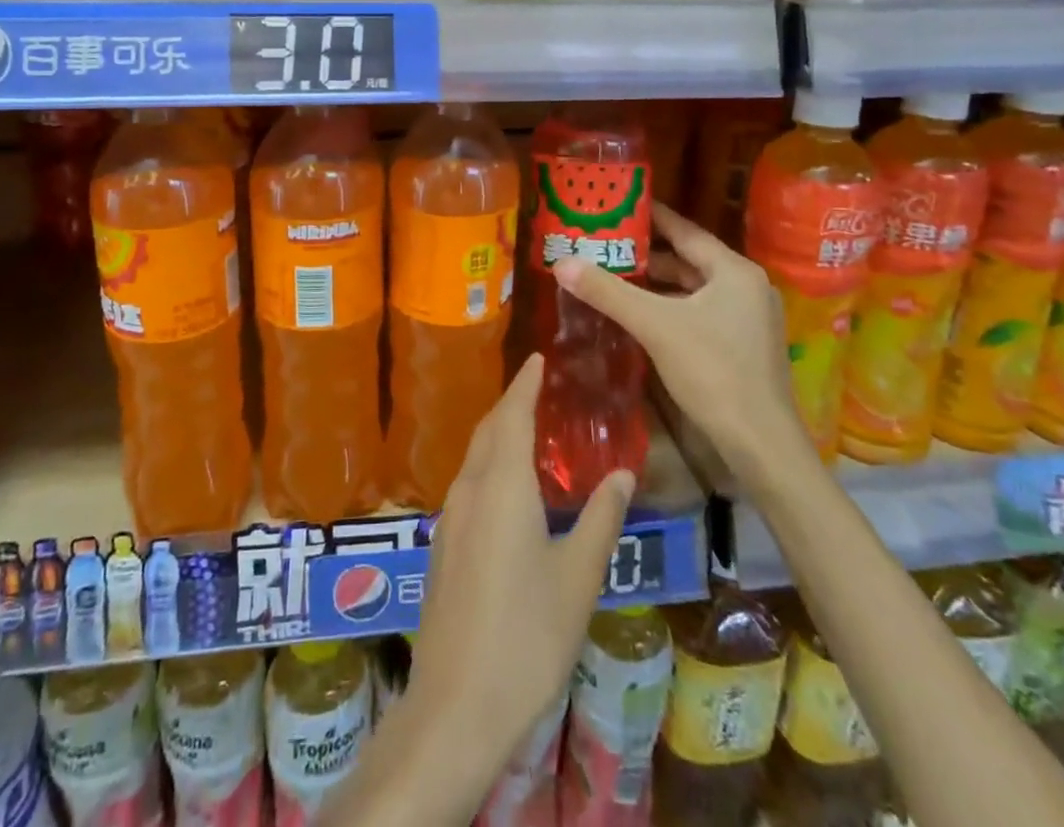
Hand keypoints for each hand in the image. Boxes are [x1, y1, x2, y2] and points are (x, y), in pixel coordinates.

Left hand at [409, 354, 633, 781]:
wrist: (457, 705)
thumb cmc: (527, 636)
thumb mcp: (578, 577)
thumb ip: (601, 518)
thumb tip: (621, 472)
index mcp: (502, 487)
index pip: (513, 415)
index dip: (526, 384)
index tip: (539, 358)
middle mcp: (470, 490)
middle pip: (489, 430)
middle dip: (511, 403)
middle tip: (537, 388)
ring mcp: (450, 519)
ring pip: (474, 457)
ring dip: (498, 434)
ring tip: (526, 429)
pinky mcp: (442, 547)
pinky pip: (468, 484)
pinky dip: (489, 465)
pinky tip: (507, 486)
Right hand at [553, 201, 802, 475]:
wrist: (761, 444)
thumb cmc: (713, 372)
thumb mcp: (655, 326)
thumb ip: (608, 292)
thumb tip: (562, 262)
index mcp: (734, 271)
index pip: (685, 231)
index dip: (650, 217)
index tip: (618, 206)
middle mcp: (746, 287)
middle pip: (688, 260)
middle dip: (646, 255)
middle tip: (605, 246)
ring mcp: (749, 318)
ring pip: (694, 289)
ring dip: (657, 285)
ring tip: (614, 277)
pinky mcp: (743, 345)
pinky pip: (700, 312)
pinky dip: (671, 308)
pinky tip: (641, 315)